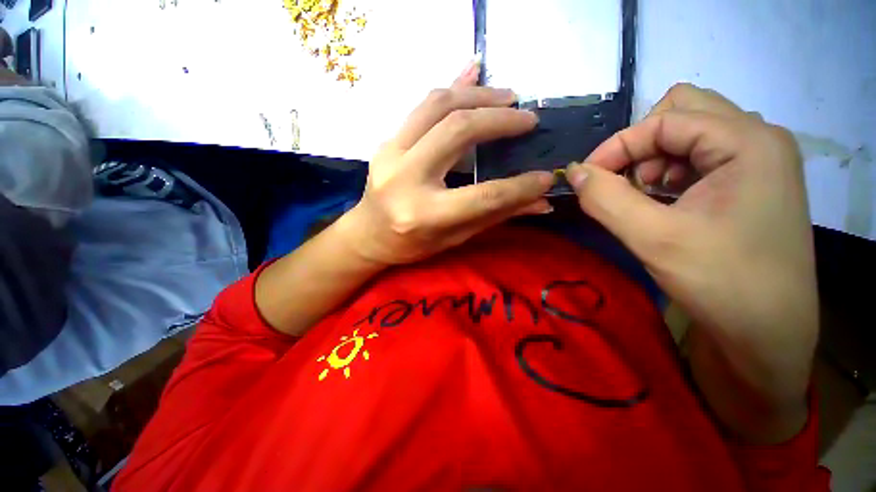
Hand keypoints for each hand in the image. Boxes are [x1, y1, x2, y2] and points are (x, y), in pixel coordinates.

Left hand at [344, 61, 554, 265]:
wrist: (367, 234)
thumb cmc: (411, 244)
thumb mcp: (454, 238)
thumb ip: (495, 215)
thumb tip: (540, 201)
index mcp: (425, 213)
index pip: (484, 194)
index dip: (520, 186)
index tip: (545, 176)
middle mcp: (406, 178)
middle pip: (458, 131)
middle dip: (499, 119)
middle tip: (527, 118)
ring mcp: (390, 153)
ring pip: (437, 105)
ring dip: (477, 95)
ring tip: (507, 97)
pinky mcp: (386, 141)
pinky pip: (421, 106)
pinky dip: (452, 88)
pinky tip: (473, 75)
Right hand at [566, 83, 817, 441]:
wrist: (764, 344)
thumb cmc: (724, 290)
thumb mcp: (655, 235)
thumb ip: (607, 195)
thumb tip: (570, 172)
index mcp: (745, 144)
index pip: (666, 112)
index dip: (621, 143)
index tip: (588, 180)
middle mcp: (750, 145)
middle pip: (674, 116)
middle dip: (635, 151)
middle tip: (618, 192)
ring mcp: (745, 168)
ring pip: (675, 142)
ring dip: (644, 171)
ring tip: (637, 211)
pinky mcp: (735, 192)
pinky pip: (682, 167)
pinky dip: (657, 185)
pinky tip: (653, 216)